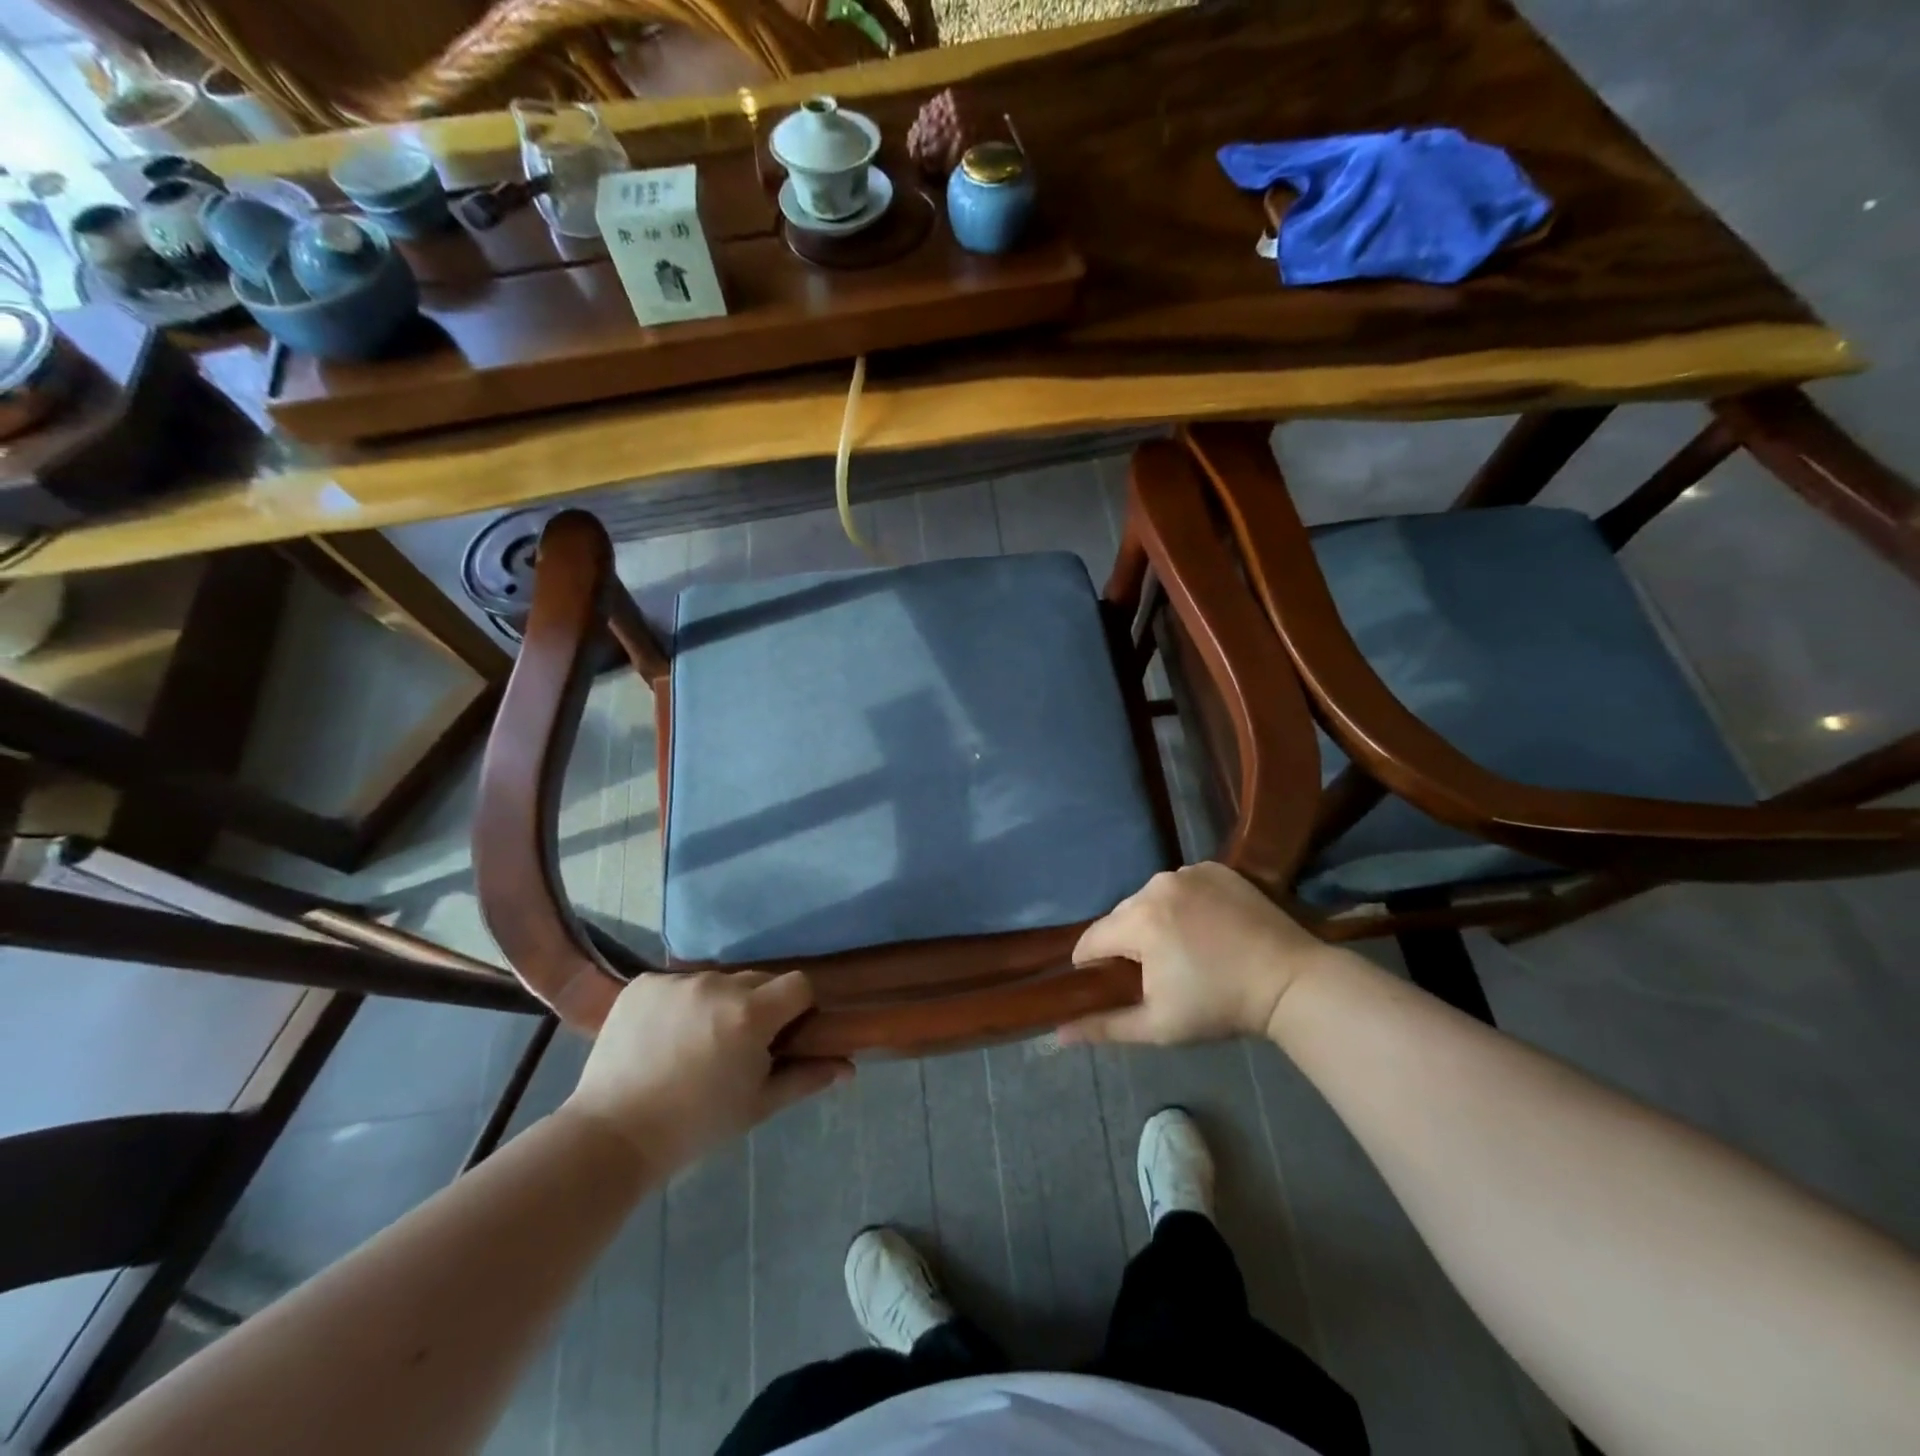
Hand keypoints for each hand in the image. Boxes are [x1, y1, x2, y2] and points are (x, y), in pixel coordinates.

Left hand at [561, 971, 849, 1173]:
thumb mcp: (757, 1106)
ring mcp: (676, 981)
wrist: (610, 1137)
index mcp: (751, 1014)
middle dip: (758, 1006)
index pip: (798, 984)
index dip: (799, 1007)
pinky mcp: (642, 983)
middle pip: (758, 980)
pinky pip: (677, 984)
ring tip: (695, 1045)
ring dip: (718, 1004)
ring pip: (716, 982)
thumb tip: (848, 1068)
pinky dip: (679, 1004)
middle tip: (739, 1047)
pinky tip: (663, 1037)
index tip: (785, 1035)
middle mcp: (716, 985)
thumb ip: (805, 1078)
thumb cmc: (695, 1127)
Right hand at [1059, 863, 1348, 1045]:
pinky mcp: (1215, 867)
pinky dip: (1183, 902)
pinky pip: (1181, 884)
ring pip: (1150, 897)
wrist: (1292, 982)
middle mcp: (1156, 885)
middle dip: (1127, 942)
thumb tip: (1057, 1035)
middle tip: (1156, 973)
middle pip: (1121, 916)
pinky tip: (1206, 926)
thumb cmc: (1220, 1006)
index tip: (1111, 984)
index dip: (1093, 965)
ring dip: (1154, 920)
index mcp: (1139, 921)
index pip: (1092, 939)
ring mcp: (1188, 871)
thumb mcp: (1158, 1026)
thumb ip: (1104, 1026)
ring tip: (1184, 949)